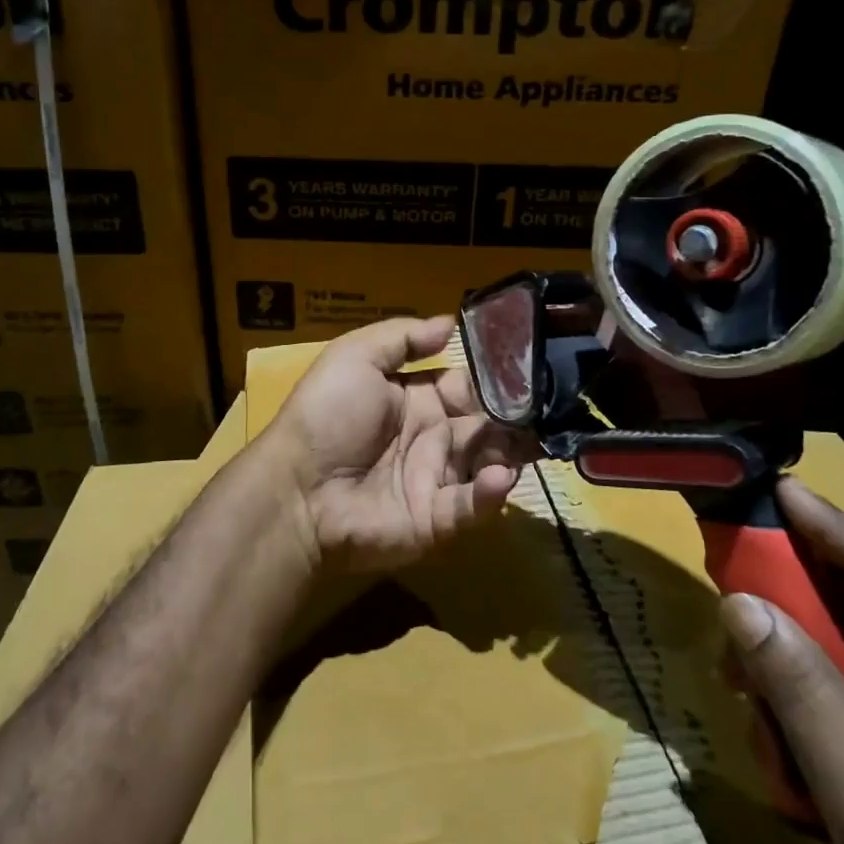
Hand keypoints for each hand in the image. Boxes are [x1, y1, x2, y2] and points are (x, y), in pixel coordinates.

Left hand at [260, 316, 534, 572]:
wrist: (296, 486)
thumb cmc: (326, 414)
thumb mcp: (355, 357)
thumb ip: (403, 338)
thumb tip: (451, 322)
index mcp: (418, 399)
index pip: (469, 387)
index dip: (496, 380)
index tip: (530, 369)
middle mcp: (434, 438)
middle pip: (488, 426)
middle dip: (516, 419)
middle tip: (548, 411)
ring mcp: (437, 480)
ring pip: (490, 464)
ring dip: (513, 453)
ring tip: (530, 442)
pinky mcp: (436, 520)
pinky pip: (472, 506)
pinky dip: (491, 493)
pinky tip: (500, 475)